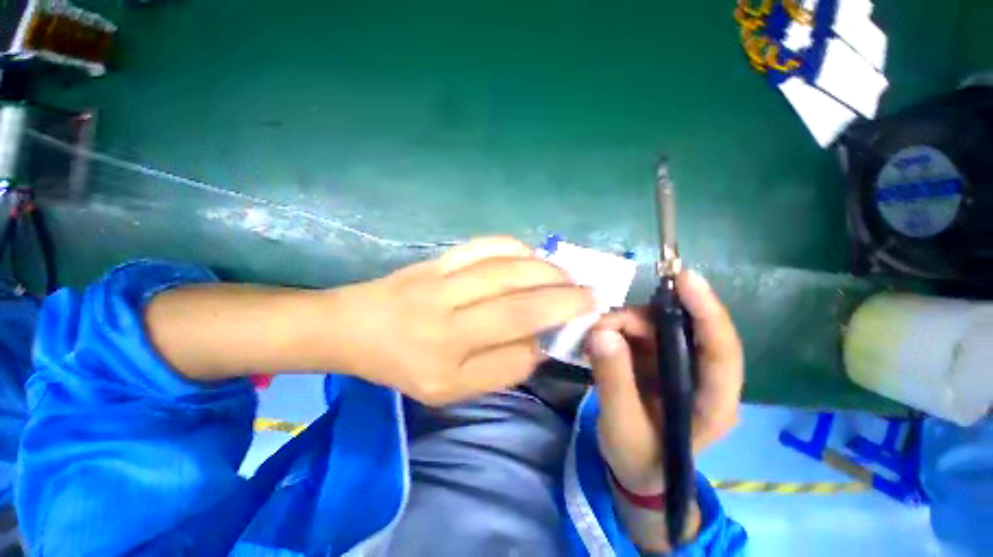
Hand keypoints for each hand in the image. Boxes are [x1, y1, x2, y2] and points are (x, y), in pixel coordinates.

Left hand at [340, 237, 592, 405]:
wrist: (354, 329)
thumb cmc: (403, 366)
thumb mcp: (451, 389)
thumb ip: (500, 369)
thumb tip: (539, 342)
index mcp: (448, 353)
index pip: (516, 332)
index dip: (557, 319)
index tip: (584, 314)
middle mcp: (447, 311)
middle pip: (516, 295)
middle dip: (561, 291)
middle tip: (588, 291)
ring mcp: (441, 278)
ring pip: (504, 265)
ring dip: (543, 268)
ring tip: (565, 274)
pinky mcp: (437, 259)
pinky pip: (482, 246)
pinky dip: (514, 247)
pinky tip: (530, 256)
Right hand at [587, 270, 742, 495]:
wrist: (635, 469)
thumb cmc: (638, 458)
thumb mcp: (622, 428)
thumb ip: (614, 382)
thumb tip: (602, 332)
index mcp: (712, 402)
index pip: (721, 352)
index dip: (707, 312)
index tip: (685, 279)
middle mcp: (699, 374)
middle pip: (681, 329)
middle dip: (642, 319)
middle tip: (601, 326)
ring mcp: (676, 363)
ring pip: (654, 325)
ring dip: (621, 324)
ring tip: (593, 339)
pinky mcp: (655, 358)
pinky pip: (636, 331)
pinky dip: (615, 329)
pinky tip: (597, 340)